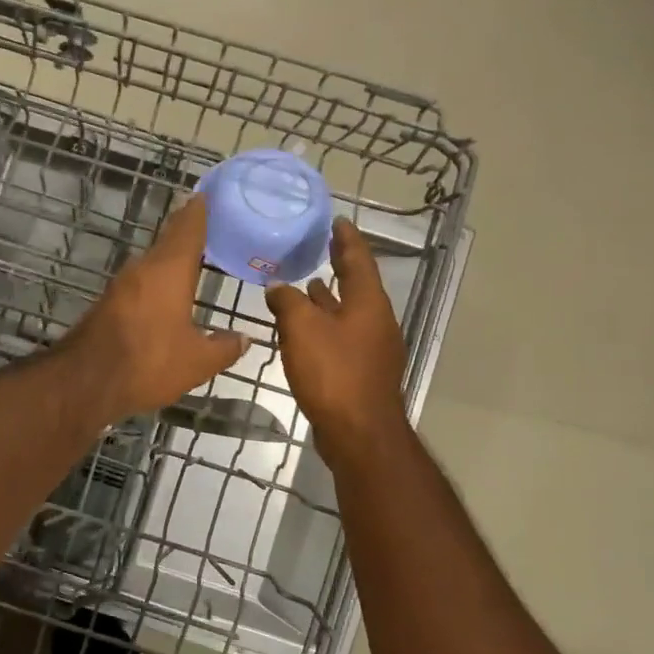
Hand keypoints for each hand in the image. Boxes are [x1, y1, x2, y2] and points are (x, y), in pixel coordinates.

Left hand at [62, 196, 248, 421]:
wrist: (86, 381)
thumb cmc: (149, 362)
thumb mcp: (197, 362)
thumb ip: (224, 348)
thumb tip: (245, 340)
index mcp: (169, 271)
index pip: (188, 228)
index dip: (199, 210)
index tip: (208, 194)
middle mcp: (143, 269)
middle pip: (168, 241)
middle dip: (187, 231)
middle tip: (209, 223)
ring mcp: (122, 285)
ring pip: (152, 261)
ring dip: (171, 256)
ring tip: (194, 257)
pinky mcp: (109, 303)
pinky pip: (140, 281)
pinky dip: (157, 279)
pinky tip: (168, 291)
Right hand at [265, 219, 407, 448]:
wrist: (359, 432)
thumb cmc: (333, 373)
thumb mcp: (302, 329)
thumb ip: (287, 302)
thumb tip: (277, 287)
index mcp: (368, 303)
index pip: (358, 259)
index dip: (346, 239)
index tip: (337, 221)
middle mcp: (376, 321)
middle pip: (357, 285)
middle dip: (339, 266)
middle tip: (322, 248)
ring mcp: (372, 349)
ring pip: (348, 313)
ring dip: (329, 299)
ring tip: (308, 286)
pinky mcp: (362, 371)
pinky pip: (343, 336)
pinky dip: (326, 325)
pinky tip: (306, 332)